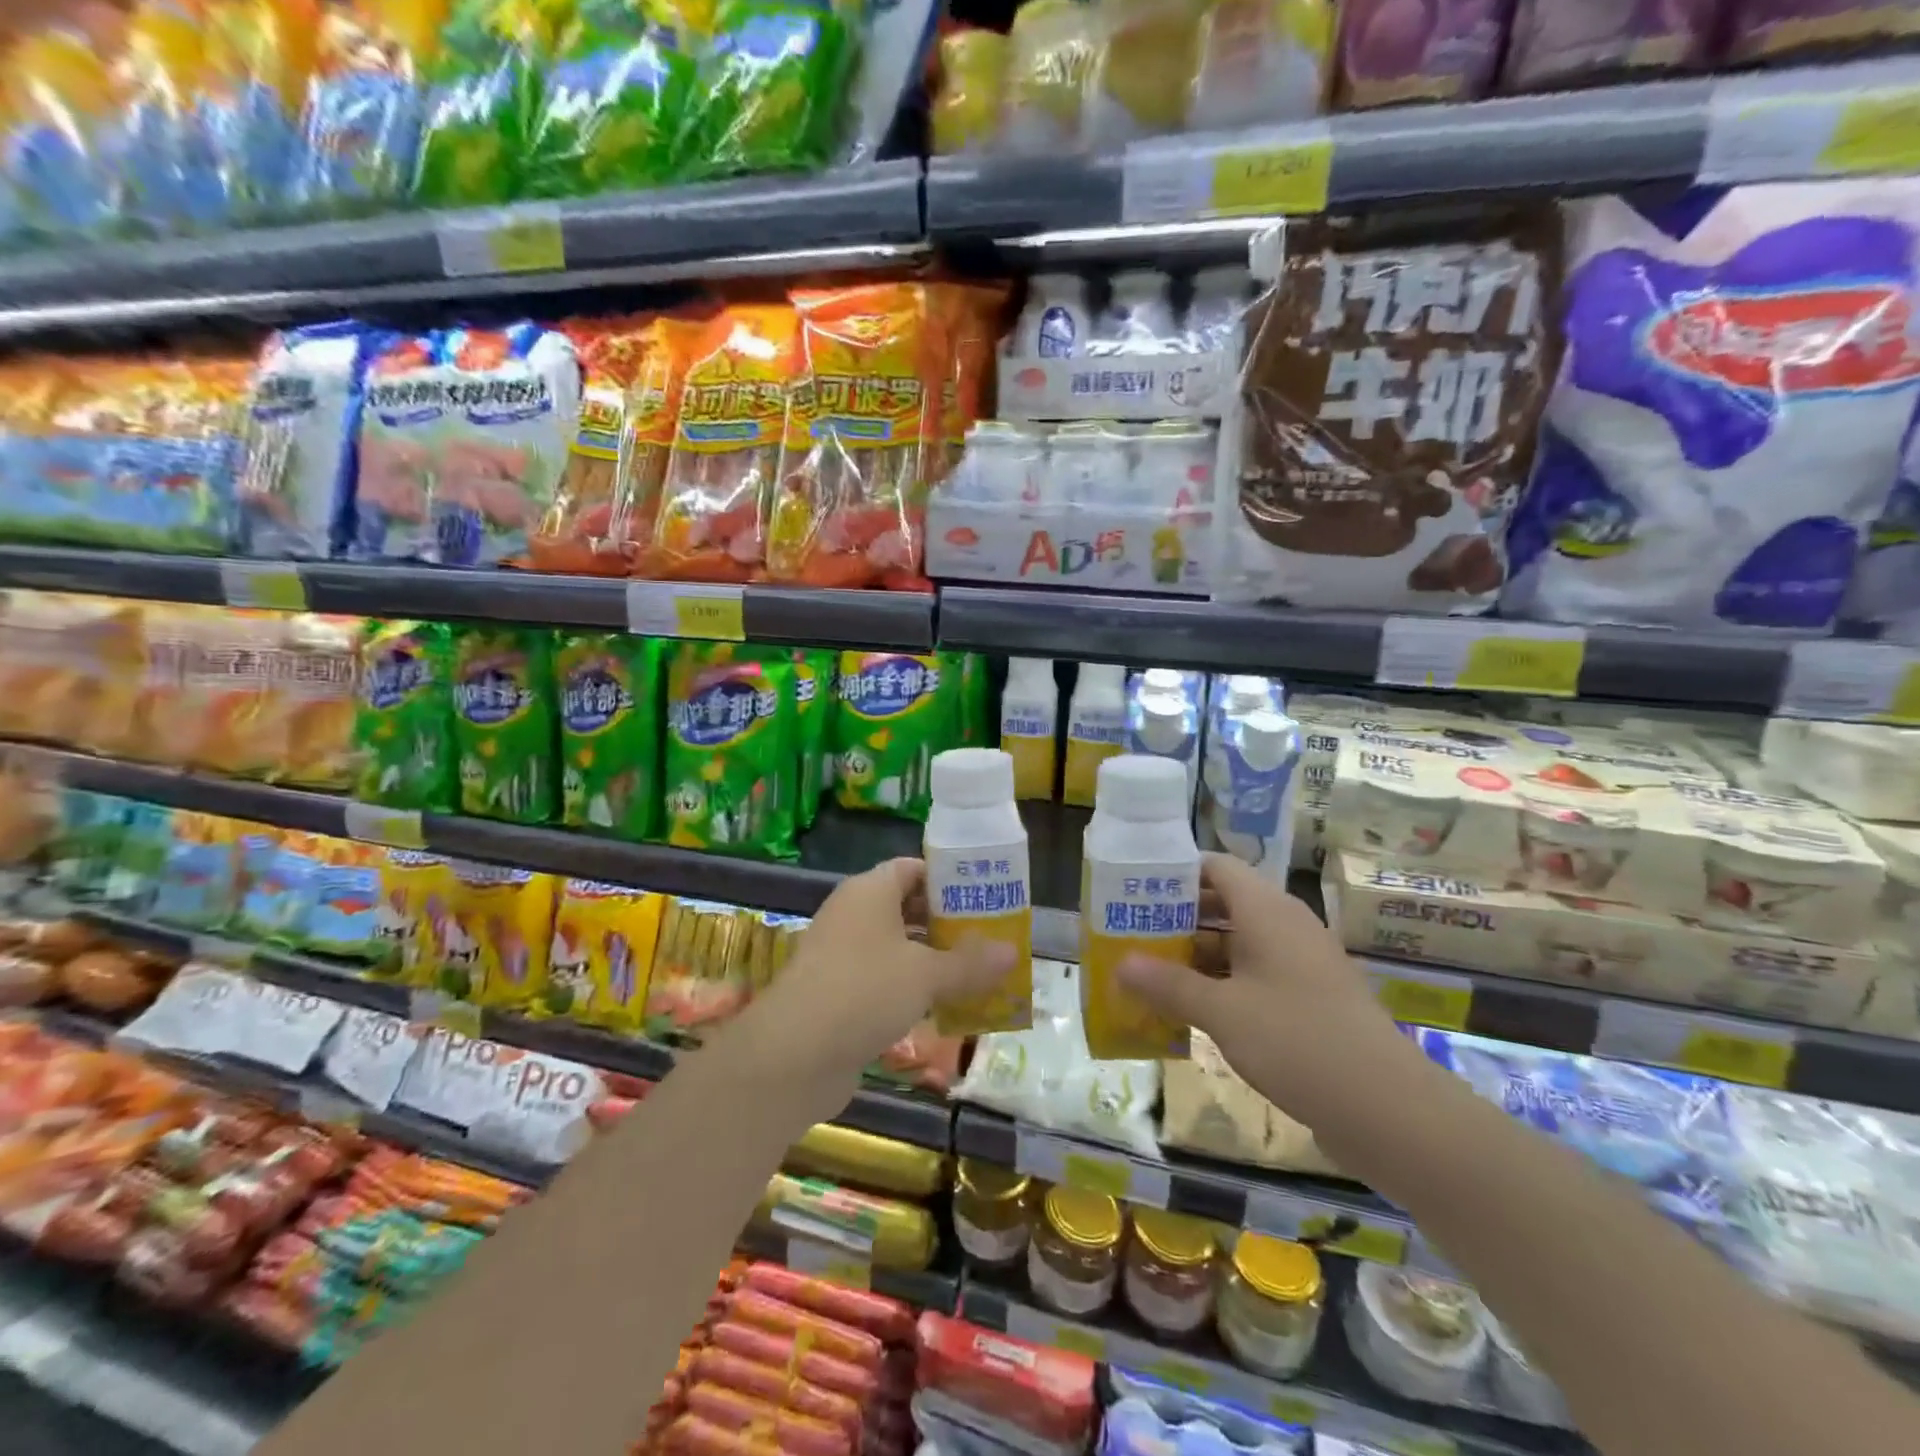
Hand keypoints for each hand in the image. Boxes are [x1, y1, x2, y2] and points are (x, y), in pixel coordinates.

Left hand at [737, 857, 1014, 1102]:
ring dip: (932, 961)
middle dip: (947, 924)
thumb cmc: (865, 991)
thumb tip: (1012, 952)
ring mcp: (841, 955)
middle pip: (906, 908)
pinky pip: (883, 981)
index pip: (912, 869)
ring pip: (896, 948)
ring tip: (976, 975)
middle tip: (988, 939)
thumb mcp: (927, 975)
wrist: (793, 1055)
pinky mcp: (836, 994)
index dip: (947, 880)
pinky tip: (943, 1009)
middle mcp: (852, 915)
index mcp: (870, 892)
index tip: (983, 897)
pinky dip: (911, 990)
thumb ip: (970, 963)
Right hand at [1118, 854, 1423, 1131]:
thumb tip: (1119, 965)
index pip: (1216, 867)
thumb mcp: (1222, 1012)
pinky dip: (1222, 981)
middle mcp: (1285, 926)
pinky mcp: (1309, 997)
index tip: (1135, 890)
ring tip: (1150, 971)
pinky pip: (1255, 973)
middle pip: (1223, 902)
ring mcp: (1301, 962)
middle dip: (1178, 917)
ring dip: (1196, 953)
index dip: (1175, 872)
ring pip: (1238, 941)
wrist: (1390, 1109)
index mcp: (1267, 910)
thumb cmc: (1298, 1041)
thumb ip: (1168, 985)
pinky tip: (1191, 1008)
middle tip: (1132, 933)